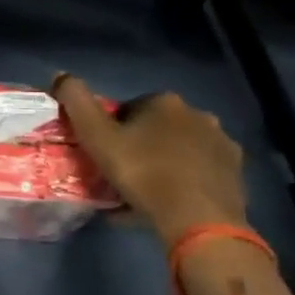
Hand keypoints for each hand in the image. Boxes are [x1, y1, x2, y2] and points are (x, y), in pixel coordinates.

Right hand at [52, 75, 248, 246]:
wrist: (198, 220)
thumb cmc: (143, 173)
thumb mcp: (97, 137)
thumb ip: (76, 103)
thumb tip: (60, 75)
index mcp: (165, 102)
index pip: (129, 109)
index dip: (112, 130)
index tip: (103, 154)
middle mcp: (199, 115)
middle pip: (156, 128)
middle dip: (139, 146)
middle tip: (121, 175)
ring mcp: (221, 144)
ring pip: (179, 150)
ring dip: (161, 164)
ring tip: (142, 195)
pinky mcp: (234, 174)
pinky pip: (197, 173)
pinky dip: (181, 184)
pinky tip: (166, 206)